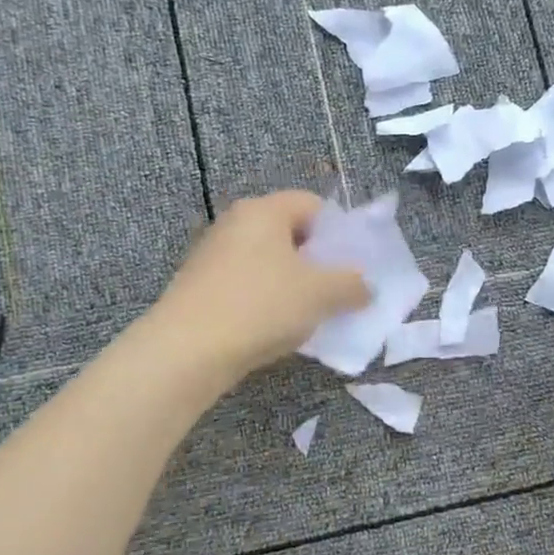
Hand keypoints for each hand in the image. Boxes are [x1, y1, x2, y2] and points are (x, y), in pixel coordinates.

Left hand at [152, 191, 370, 381]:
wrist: (188, 350)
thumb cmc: (261, 306)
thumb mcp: (320, 294)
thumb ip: (352, 285)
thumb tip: (365, 286)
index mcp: (263, 210)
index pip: (312, 204)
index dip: (339, 231)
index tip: (354, 264)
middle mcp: (235, 224)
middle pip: (289, 233)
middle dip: (318, 261)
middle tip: (338, 290)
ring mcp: (213, 256)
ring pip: (268, 263)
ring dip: (294, 285)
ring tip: (312, 315)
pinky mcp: (201, 288)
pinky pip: (248, 286)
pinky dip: (267, 302)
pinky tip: (277, 329)